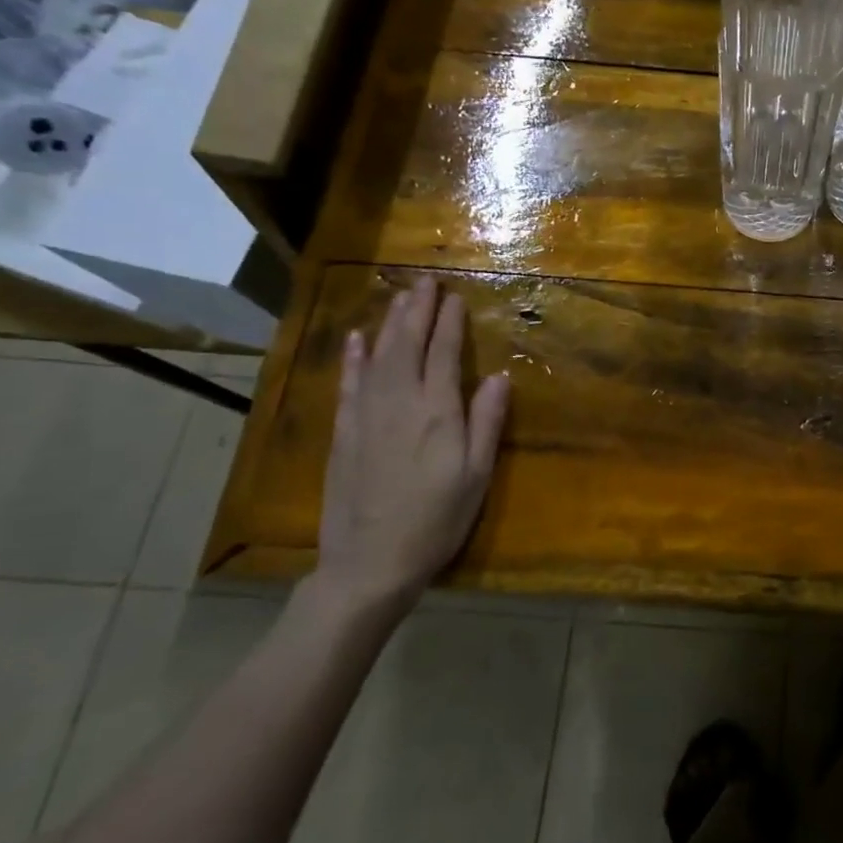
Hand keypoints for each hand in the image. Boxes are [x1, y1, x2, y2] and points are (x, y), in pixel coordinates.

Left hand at [316, 278, 510, 613]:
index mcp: (436, 412)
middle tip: (425, 280)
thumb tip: (499, 377)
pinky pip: (347, 383)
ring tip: (400, 296)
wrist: (369, 563)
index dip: (449, 322)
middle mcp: (398, 403)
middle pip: (406, 344)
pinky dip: (352, 356)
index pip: (443, 353)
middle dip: (417, 309)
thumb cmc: (436, 520)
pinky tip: (356, 337)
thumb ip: (487, 422)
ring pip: (376, 356)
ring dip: (388, 322)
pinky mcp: (344, 432)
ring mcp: (366, 415)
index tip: (455, 296)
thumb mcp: (476, 475)